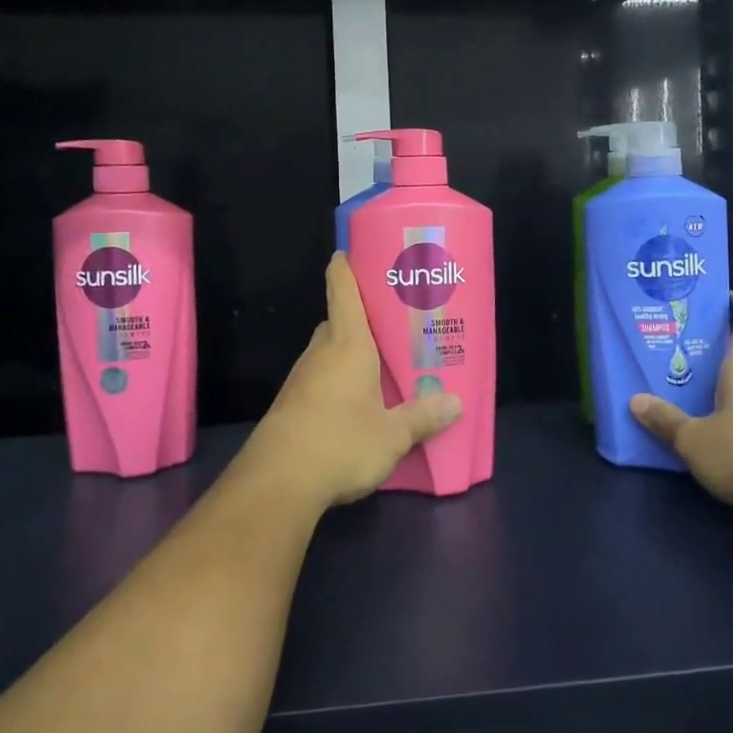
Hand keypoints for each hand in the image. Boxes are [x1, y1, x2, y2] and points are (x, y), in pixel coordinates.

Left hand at [243, 253, 462, 507]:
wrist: (277, 482)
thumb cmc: (340, 442)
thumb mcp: (392, 435)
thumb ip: (422, 417)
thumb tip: (455, 403)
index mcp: (348, 345)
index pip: (342, 291)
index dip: (345, 267)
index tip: (349, 250)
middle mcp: (321, 353)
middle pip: (339, 322)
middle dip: (361, 319)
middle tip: (392, 323)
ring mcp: (302, 379)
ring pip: (329, 353)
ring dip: (350, 354)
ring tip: (383, 365)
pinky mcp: (292, 405)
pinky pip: (321, 380)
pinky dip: (339, 381)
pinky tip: (358, 403)